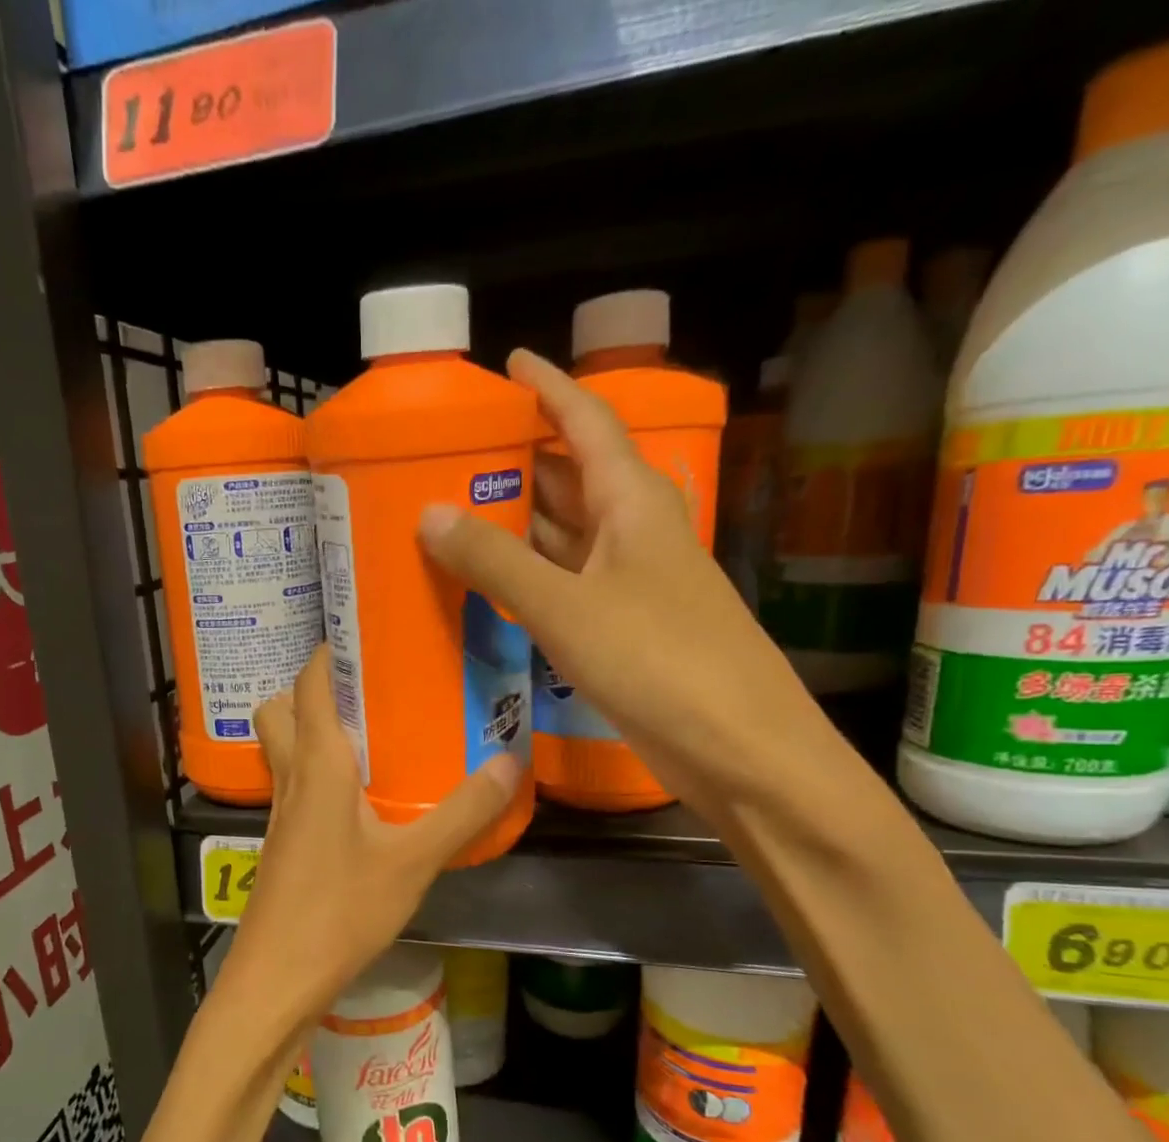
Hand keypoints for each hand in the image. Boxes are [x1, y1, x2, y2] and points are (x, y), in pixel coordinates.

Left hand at [213, 646, 518, 1052]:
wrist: (277, 979)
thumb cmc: (340, 911)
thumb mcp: (413, 860)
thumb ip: (463, 811)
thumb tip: (511, 762)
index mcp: (317, 765)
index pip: (309, 684)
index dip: (329, 651)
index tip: (366, 634)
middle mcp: (290, 778)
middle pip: (280, 710)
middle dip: (312, 689)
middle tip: (366, 690)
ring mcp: (278, 814)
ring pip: (280, 749)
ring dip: (309, 730)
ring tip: (367, 736)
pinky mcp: (279, 844)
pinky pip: (291, 786)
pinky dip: (314, 773)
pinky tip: (357, 799)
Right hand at [417, 348, 819, 812]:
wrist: (739, 748)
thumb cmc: (659, 660)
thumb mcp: (567, 606)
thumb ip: (496, 560)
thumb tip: (429, 513)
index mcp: (634, 503)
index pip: (587, 423)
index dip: (548, 389)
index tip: (506, 365)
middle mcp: (633, 533)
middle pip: (570, 478)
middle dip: (516, 461)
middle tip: (448, 454)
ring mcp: (629, 584)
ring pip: (564, 537)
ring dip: (515, 524)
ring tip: (450, 511)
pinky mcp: (621, 630)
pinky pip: (563, 587)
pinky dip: (525, 579)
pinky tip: (486, 584)